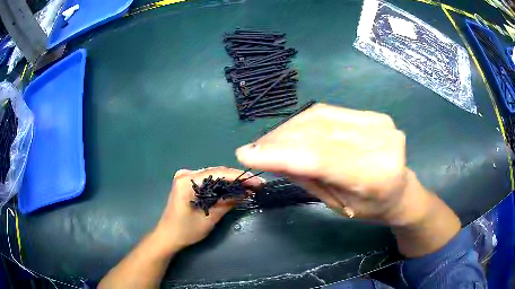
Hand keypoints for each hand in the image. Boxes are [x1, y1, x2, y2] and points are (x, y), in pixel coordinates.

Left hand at [154, 167, 262, 250]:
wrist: (168, 236)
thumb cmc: (186, 230)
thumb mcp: (210, 218)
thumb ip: (227, 202)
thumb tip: (247, 192)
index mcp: (187, 181)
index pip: (218, 173)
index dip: (240, 177)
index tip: (257, 182)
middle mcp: (186, 174)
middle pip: (216, 172)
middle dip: (237, 179)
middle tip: (256, 184)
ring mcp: (185, 177)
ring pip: (213, 176)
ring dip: (230, 181)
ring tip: (248, 186)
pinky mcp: (187, 183)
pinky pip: (208, 181)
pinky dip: (221, 185)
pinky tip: (233, 189)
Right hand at [236, 104, 428, 226]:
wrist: (401, 191)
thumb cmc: (371, 207)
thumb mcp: (338, 203)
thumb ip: (308, 177)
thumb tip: (271, 156)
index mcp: (376, 177)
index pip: (321, 159)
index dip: (280, 154)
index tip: (245, 154)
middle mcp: (381, 143)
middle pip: (318, 133)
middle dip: (280, 140)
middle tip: (255, 149)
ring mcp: (380, 123)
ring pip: (319, 117)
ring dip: (288, 129)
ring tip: (271, 142)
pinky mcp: (374, 114)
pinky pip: (329, 112)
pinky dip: (304, 121)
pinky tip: (292, 132)